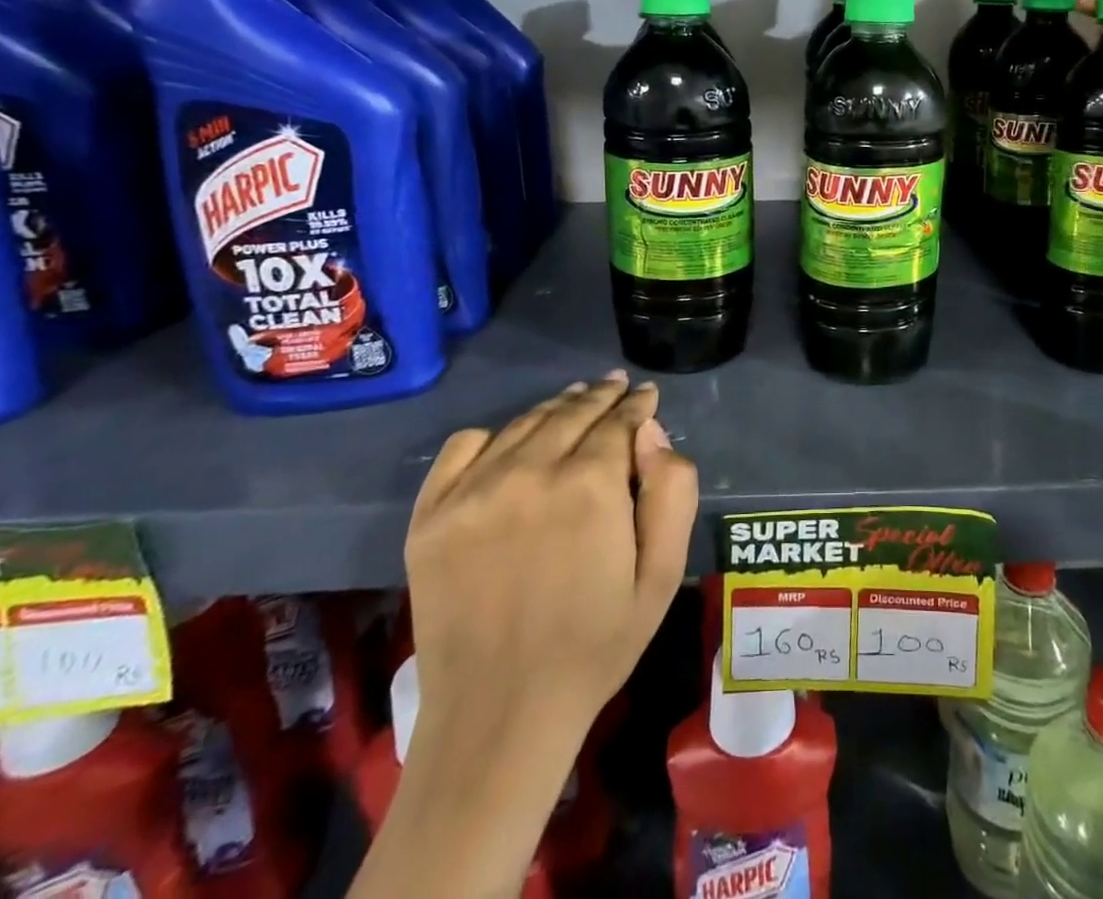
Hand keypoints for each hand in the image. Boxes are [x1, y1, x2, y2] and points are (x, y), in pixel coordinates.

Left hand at [405, 371, 697, 753]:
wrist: (499, 717)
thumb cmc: (595, 646)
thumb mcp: (662, 575)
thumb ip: (672, 491)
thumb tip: (651, 433)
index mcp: (590, 486)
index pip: (619, 420)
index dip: (637, 404)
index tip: (646, 394)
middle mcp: (529, 472)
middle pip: (573, 411)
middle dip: (602, 395)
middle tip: (616, 386)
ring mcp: (472, 491)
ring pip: (525, 423)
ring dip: (557, 407)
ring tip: (575, 400)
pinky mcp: (430, 515)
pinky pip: (464, 446)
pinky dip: (494, 434)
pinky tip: (512, 443)